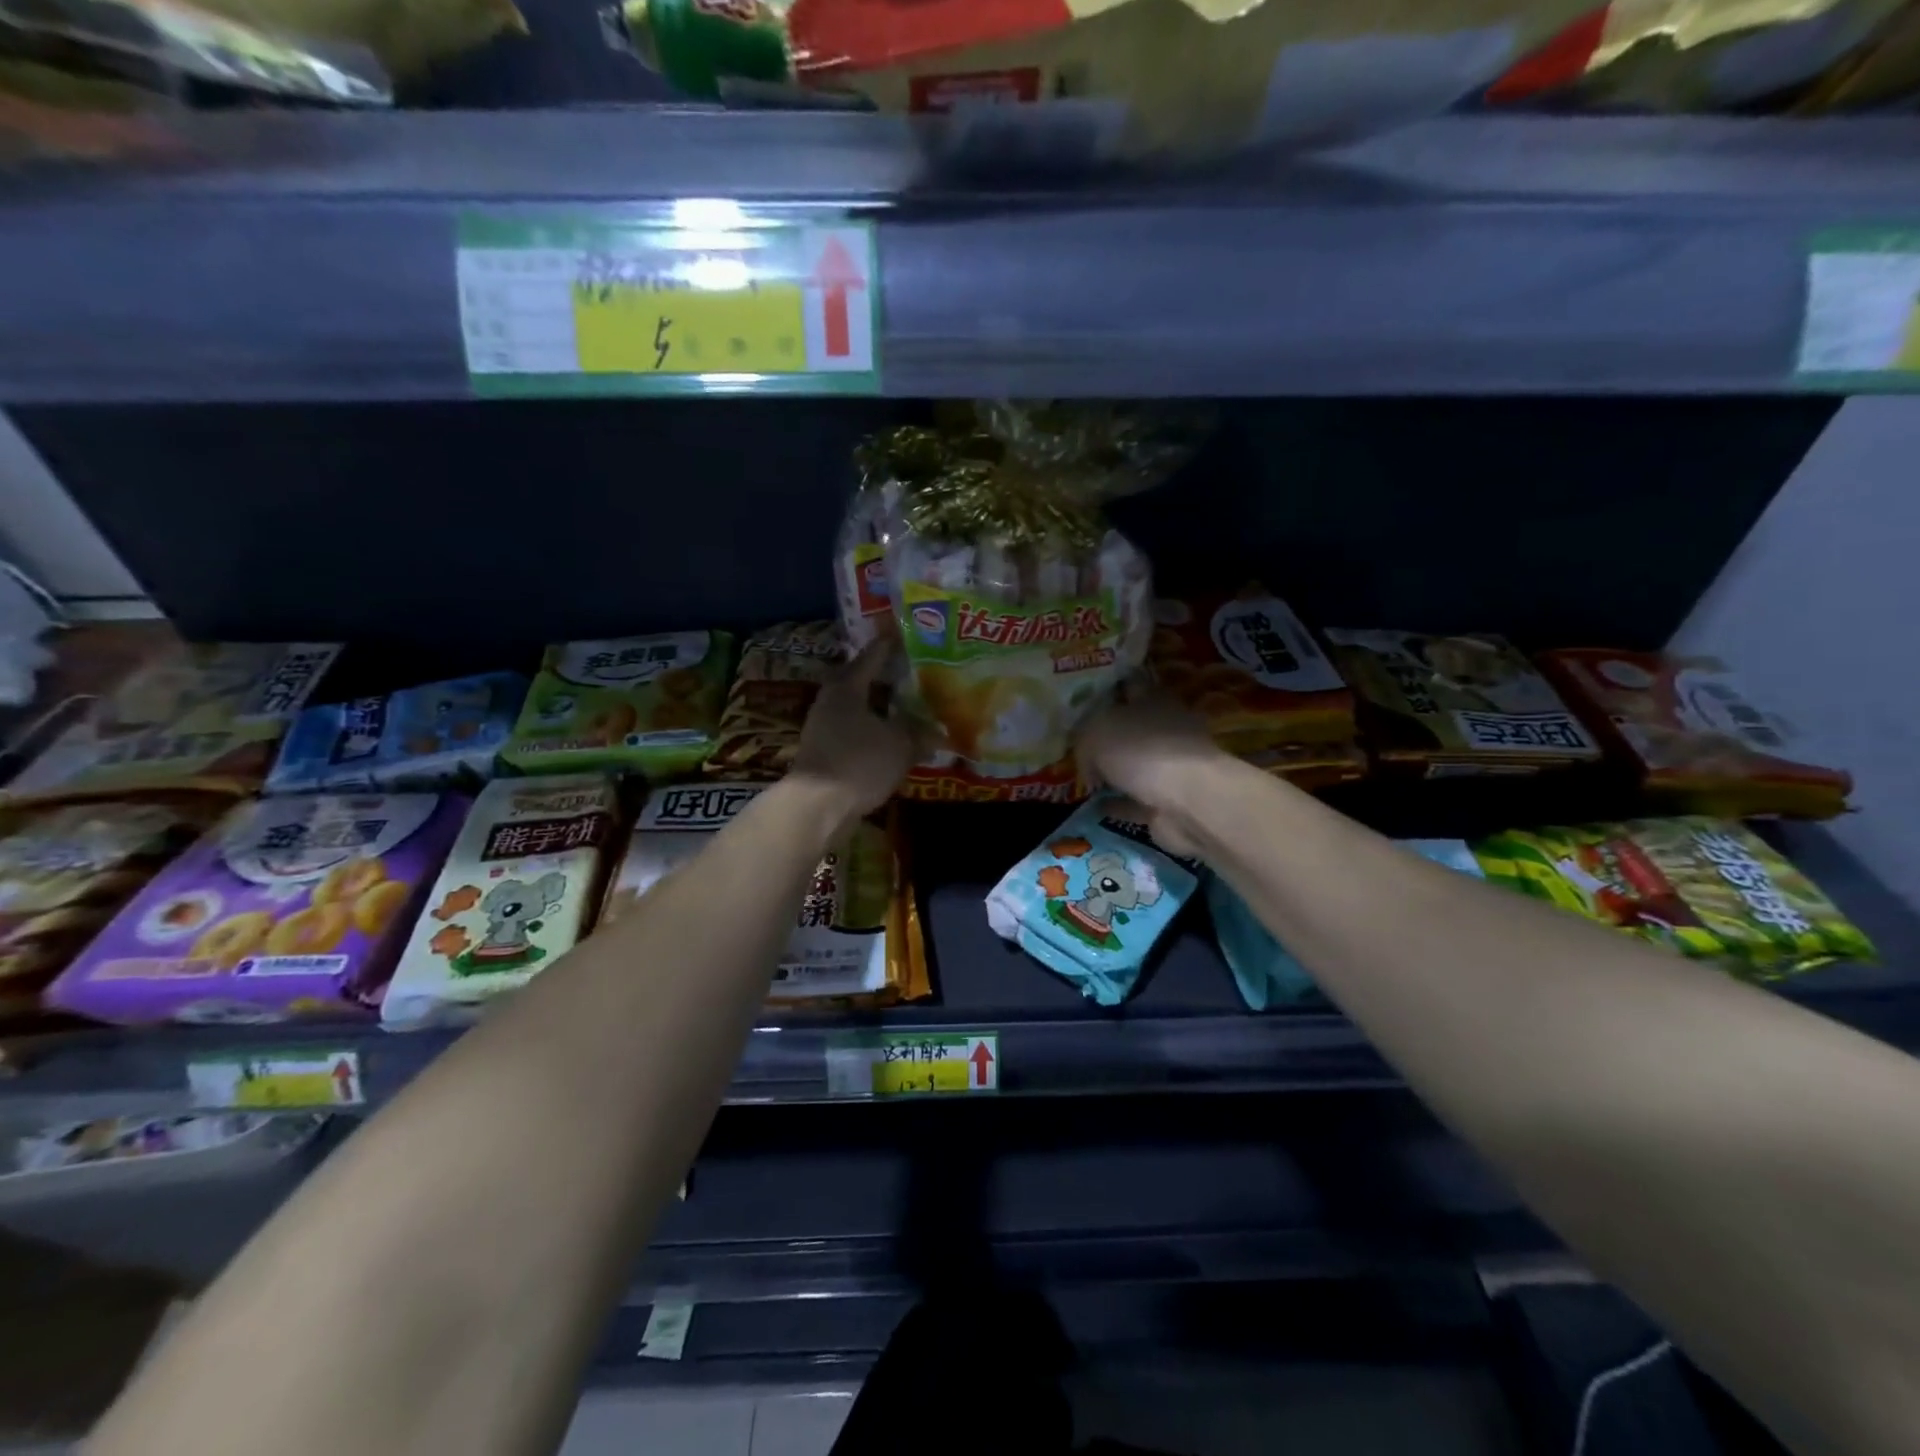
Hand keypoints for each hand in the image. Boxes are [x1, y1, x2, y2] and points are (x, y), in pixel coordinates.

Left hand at [789, 638, 916, 824]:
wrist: (816, 806)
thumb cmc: (859, 763)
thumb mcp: (900, 745)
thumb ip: (920, 733)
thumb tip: (939, 732)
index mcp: (848, 686)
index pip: (874, 655)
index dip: (893, 644)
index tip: (908, 633)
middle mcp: (831, 700)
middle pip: (863, 680)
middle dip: (888, 678)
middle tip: (915, 673)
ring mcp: (823, 726)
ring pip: (859, 707)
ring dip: (882, 707)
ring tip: (909, 707)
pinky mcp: (824, 750)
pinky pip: (855, 730)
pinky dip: (874, 730)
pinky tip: (893, 738)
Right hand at [1075, 692, 1226, 852]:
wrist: (1188, 801)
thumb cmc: (1142, 751)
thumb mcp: (1096, 732)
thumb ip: (1083, 739)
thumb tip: (1088, 761)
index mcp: (1153, 699)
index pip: (1129, 684)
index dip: (1108, 687)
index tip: (1084, 695)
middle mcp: (1165, 728)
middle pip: (1131, 726)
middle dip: (1107, 733)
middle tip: (1075, 741)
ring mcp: (1170, 766)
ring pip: (1134, 764)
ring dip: (1112, 772)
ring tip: (1083, 777)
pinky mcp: (1169, 800)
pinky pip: (1136, 799)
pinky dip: (1118, 803)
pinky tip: (1095, 806)